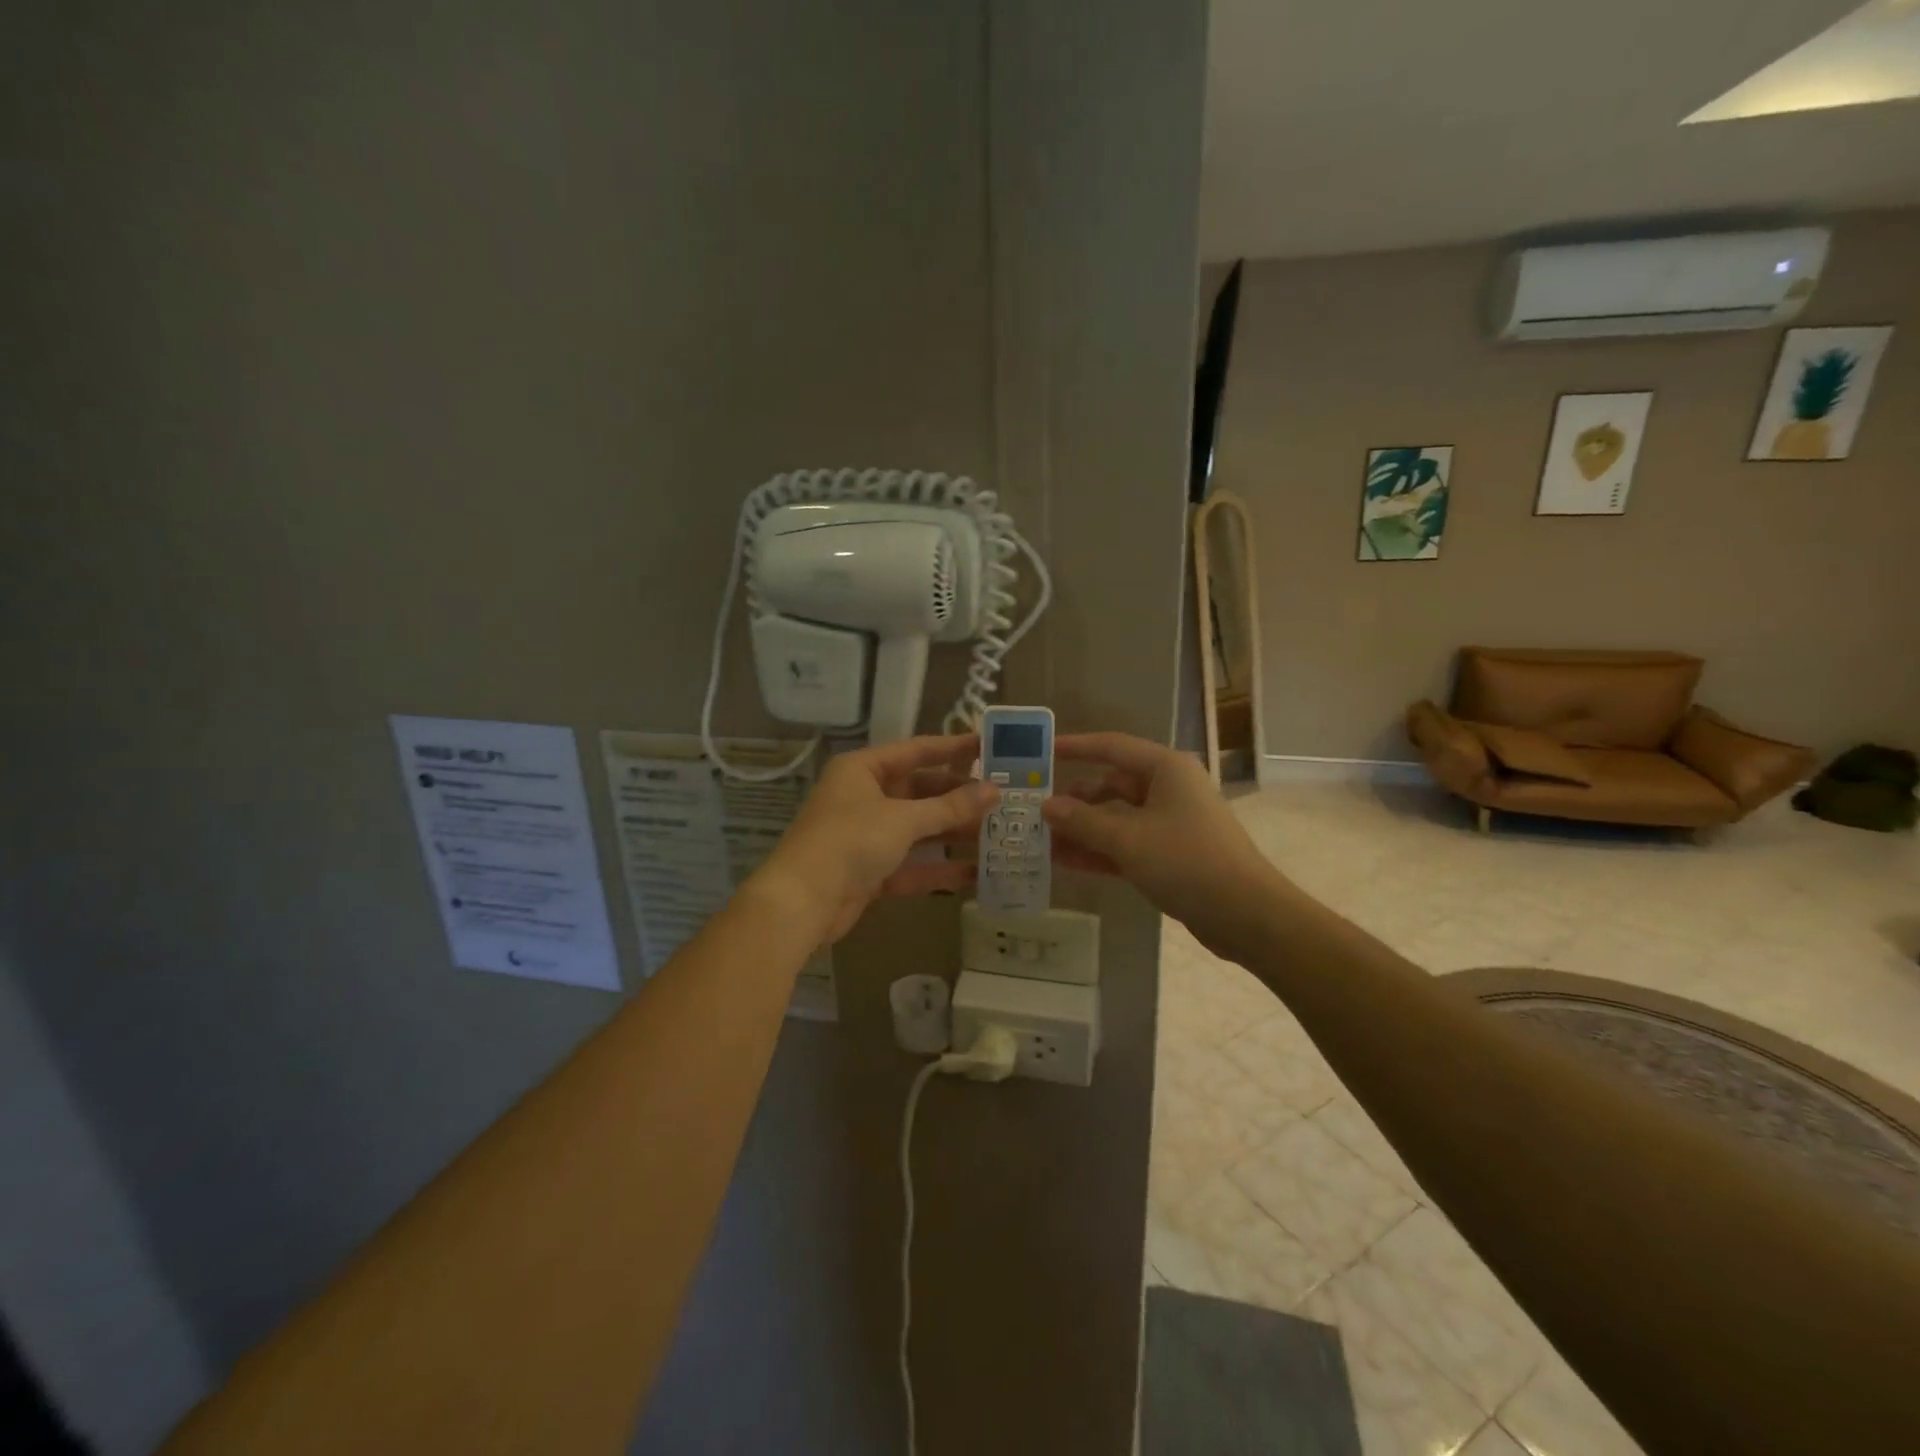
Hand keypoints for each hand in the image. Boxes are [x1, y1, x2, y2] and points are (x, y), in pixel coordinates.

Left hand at [749, 734, 997, 946]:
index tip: (988, 746)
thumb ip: (950, 807)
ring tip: (997, 833)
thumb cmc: (850, 842)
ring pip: (918, 829)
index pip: (916, 751)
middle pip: (919, 791)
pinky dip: (938, 869)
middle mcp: (863, 797)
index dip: (953, 748)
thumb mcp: (903, 819)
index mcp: (863, 770)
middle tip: (1001, 798)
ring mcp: (866, 836)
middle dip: (958, 798)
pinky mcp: (869, 871)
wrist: (802, 902)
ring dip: (952, 833)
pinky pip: (911, 864)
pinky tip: (975, 874)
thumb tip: (994, 791)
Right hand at [1042, 733, 1282, 960]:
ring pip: (1117, 818)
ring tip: (1043, 841)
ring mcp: (1171, 823)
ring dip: (1083, 829)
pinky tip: (1066, 862)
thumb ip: (1083, 821)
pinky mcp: (1171, 854)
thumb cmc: (1186, 861)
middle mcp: (1169, 789)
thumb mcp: (1127, 839)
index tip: (1044, 751)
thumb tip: (1046, 806)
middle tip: (1036, 810)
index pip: (1112, 747)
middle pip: (1112, 785)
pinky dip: (1100, 851)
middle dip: (1075, 799)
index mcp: (1165, 769)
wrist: (1245, 914)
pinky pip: (1127, 844)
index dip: (1077, 747)